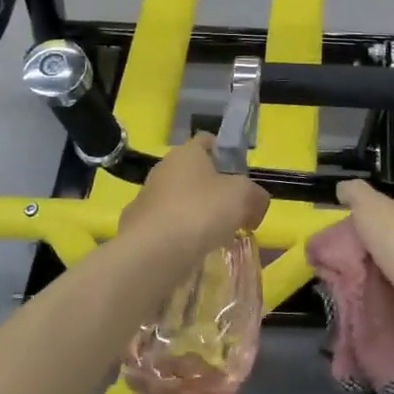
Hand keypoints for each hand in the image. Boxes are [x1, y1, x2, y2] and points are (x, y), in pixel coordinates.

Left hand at [122, 135, 269, 260]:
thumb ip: (256, 196)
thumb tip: (255, 206)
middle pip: (193, 173)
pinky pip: (166, 227)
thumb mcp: (244, 197)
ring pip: (178, 201)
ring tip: (215, 236)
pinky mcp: (137, 228)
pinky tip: (192, 252)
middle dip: (212, 189)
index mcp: (186, 153)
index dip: (224, 152)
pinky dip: (179, 236)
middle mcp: (163, 170)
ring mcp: (146, 199)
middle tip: (232, 209)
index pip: (206, 141)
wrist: (153, 253)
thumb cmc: (201, 211)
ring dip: (195, 214)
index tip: (239, 174)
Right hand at [334, 179, 393, 335]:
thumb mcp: (369, 205)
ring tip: (348, 276)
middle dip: (370, 245)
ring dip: (375, 270)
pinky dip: (380, 291)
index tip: (351, 224)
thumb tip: (342, 188)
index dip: (373, 213)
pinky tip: (363, 293)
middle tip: (344, 254)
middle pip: (392, 236)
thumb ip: (355, 193)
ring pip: (393, 264)